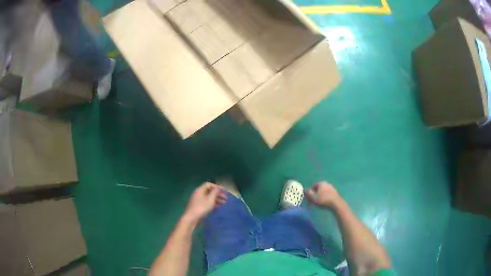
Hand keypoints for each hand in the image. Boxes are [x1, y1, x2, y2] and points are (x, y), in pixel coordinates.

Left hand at [184, 182, 226, 221]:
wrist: (191, 218)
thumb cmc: (201, 208)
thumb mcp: (210, 199)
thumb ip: (215, 192)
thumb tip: (218, 187)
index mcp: (200, 190)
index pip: (209, 184)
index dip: (217, 186)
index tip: (224, 190)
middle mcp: (198, 193)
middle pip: (209, 191)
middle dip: (218, 194)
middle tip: (226, 198)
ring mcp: (198, 200)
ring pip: (209, 197)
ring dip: (217, 199)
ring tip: (224, 203)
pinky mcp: (198, 206)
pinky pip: (207, 202)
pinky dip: (213, 203)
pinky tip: (218, 206)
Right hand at [305, 182, 342, 208]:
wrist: (336, 204)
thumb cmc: (323, 200)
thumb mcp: (313, 198)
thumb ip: (308, 193)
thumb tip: (304, 189)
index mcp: (321, 183)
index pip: (314, 185)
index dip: (310, 191)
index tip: (309, 198)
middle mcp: (327, 183)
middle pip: (319, 188)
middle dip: (316, 193)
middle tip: (314, 200)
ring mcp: (332, 187)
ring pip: (324, 191)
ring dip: (321, 195)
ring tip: (319, 202)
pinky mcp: (335, 192)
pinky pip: (328, 194)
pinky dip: (325, 197)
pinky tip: (325, 202)